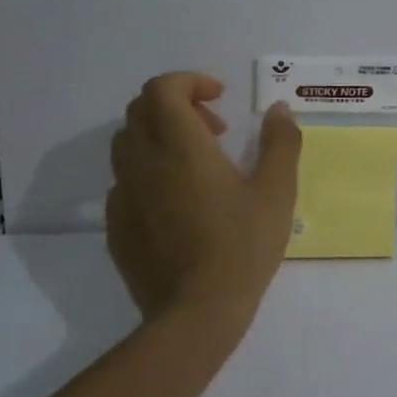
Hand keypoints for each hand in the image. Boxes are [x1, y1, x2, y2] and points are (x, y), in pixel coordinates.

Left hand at [106, 72, 301, 328]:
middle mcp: (143, 162)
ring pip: (127, 144)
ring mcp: (123, 196)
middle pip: (140, 110)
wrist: (195, 314)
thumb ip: (280, 142)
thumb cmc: (242, 245)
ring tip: (197, 163)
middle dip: (177, 105)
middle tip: (215, 130)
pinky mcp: (116, 226)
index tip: (220, 98)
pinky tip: (178, 201)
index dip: (189, 81)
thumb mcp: (276, 190)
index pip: (162, 89)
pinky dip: (149, 172)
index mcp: (179, 146)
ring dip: (159, 136)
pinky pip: (125, 181)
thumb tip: (279, 110)